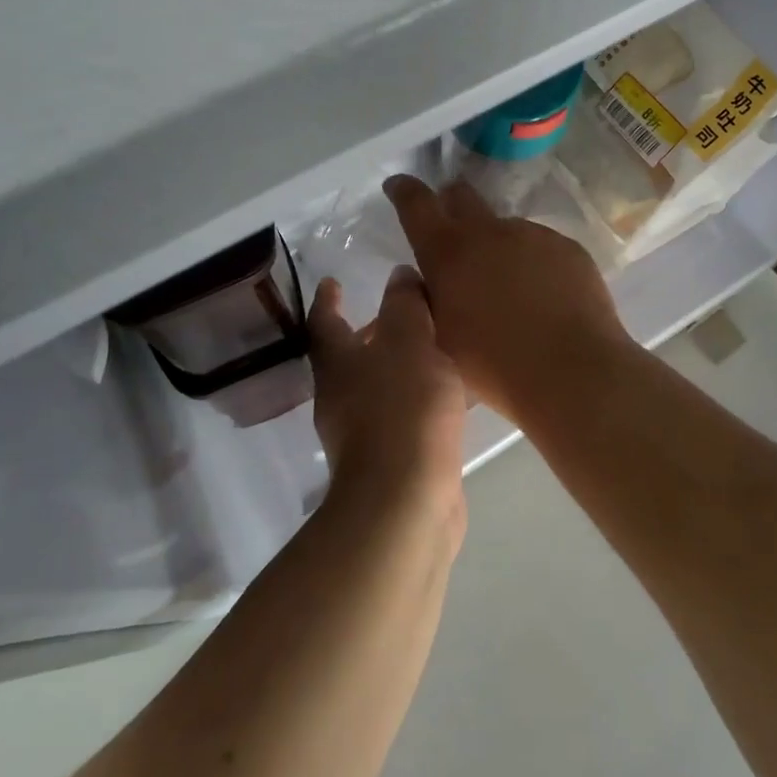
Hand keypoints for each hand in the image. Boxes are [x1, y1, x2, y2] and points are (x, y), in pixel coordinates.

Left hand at [307, 269, 467, 524]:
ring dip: (400, 364)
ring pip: (379, 385)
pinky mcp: (390, 459)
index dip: (328, 300)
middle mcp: (341, 396)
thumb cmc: (403, 409)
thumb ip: (405, 306)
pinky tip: (452, 392)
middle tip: (400, 310)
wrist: (406, 501)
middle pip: (350, 355)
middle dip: (371, 330)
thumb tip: (398, 276)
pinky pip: (403, 413)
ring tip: (435, 345)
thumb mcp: (409, 342)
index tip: (332, 281)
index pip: (325, 322)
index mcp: (337, 364)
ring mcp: (363, 433)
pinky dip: (420, 396)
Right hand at [382, 175, 631, 421]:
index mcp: (448, 252)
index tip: (398, 185)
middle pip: (462, 195)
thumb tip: (427, 279)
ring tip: (511, 290)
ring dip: (498, 247)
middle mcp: (489, 231)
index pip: (416, 204)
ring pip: (505, 229)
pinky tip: (544, 298)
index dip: (404, 191)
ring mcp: (533, 235)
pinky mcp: (568, 247)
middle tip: (451, 228)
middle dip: (451, 202)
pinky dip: (534, 264)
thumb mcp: (441, 337)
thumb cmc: (495, 365)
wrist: (572, 370)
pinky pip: (541, 248)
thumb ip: (429, 300)